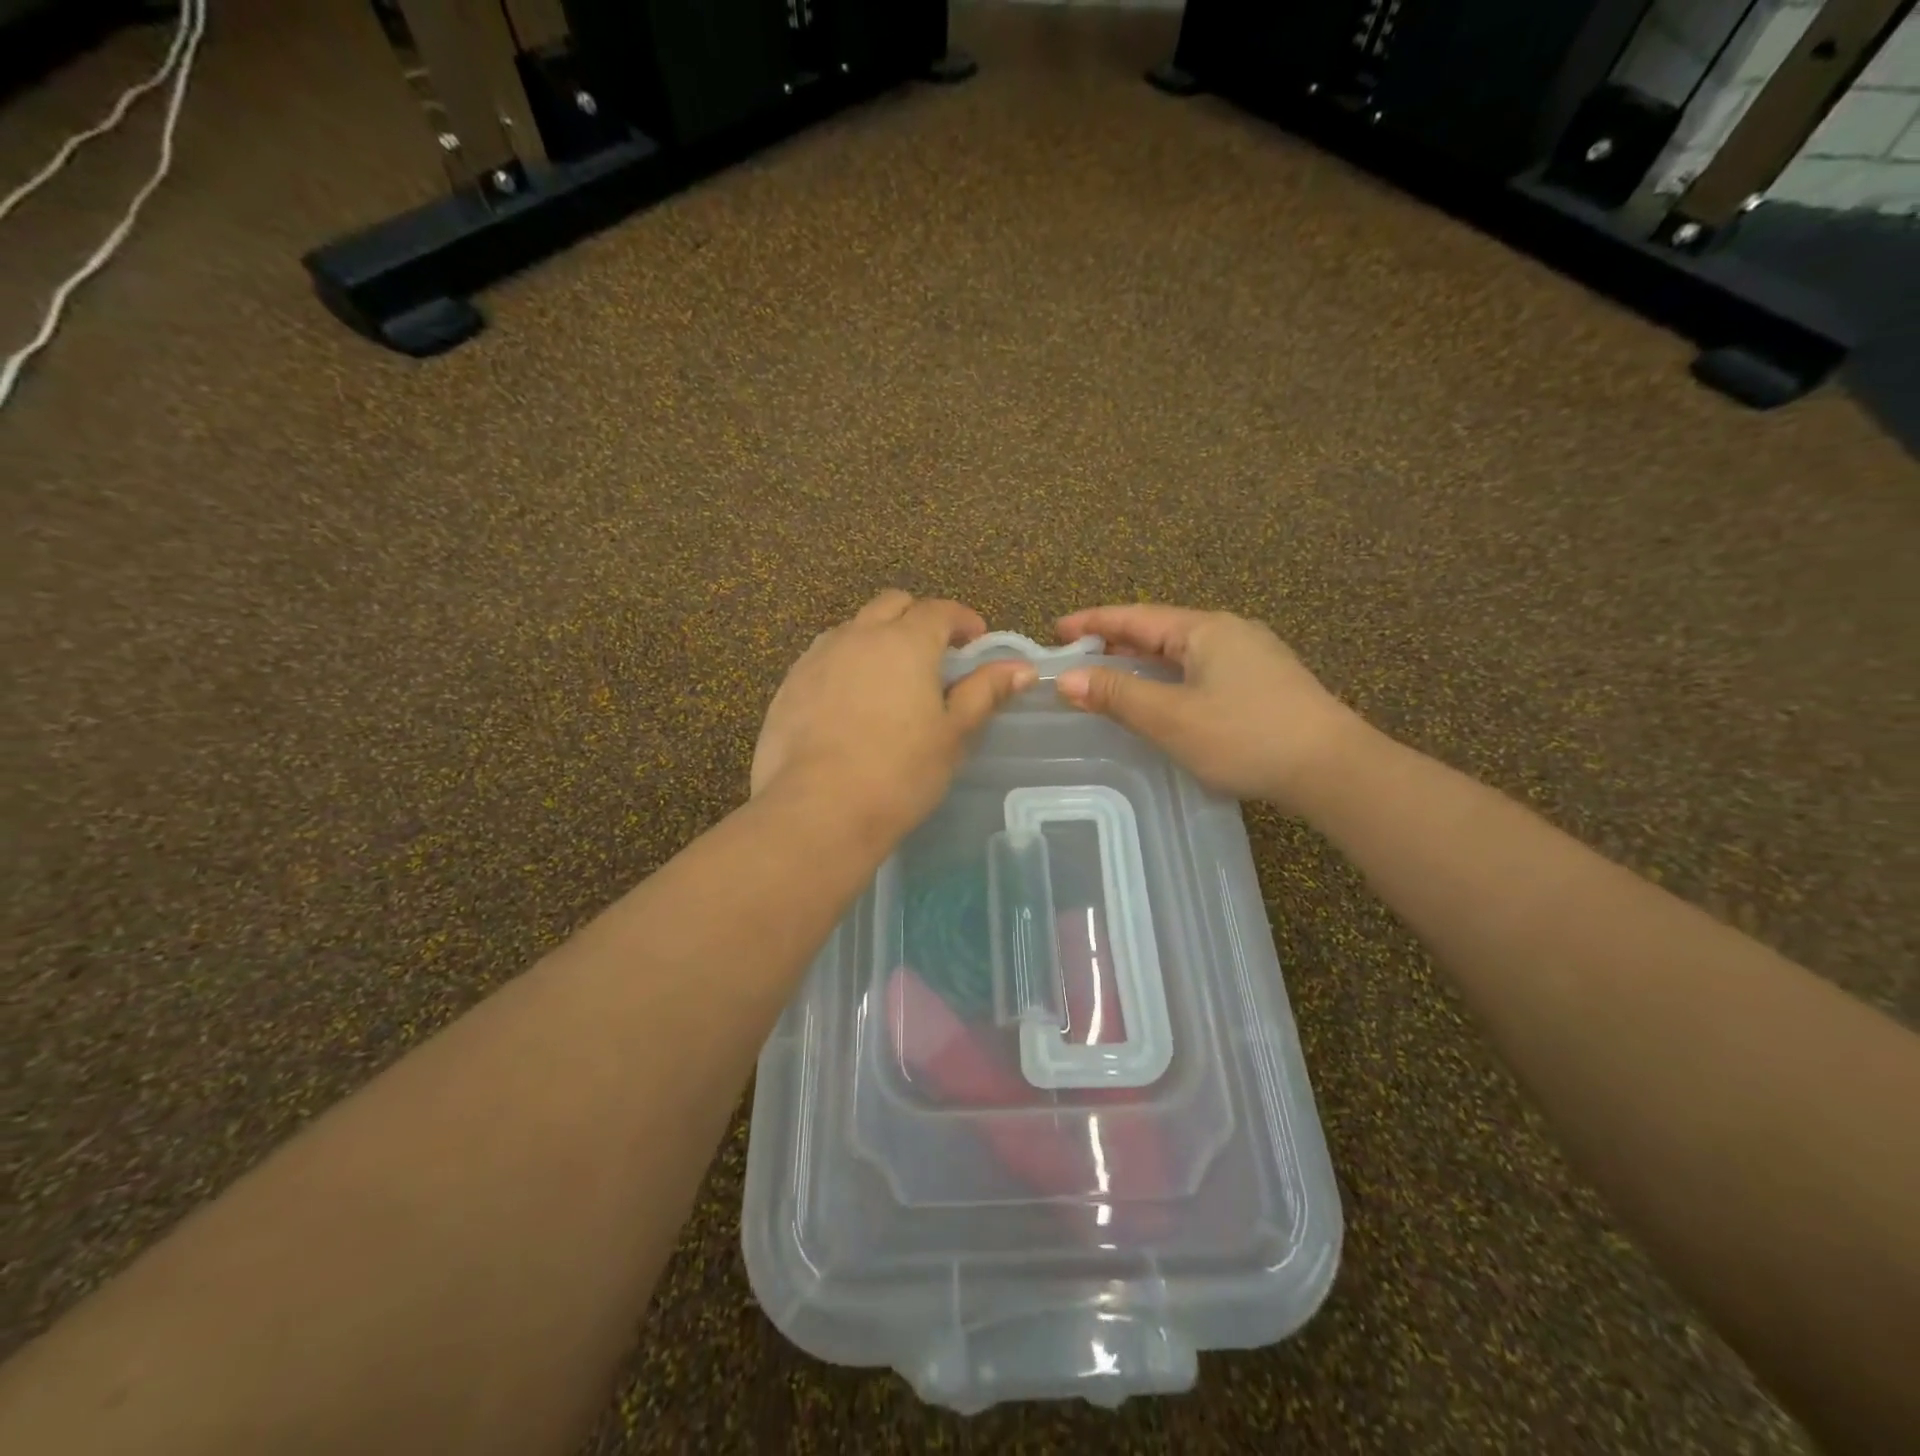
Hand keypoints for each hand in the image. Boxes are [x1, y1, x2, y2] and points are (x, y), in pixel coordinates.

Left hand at [753, 591, 1036, 836]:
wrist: (818, 810)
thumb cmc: (900, 772)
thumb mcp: (953, 734)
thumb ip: (984, 692)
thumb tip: (1021, 668)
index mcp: (905, 642)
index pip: (939, 610)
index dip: (963, 620)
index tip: (976, 641)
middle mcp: (858, 636)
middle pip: (892, 605)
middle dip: (918, 618)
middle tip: (935, 655)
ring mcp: (817, 658)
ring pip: (853, 628)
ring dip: (877, 637)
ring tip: (889, 678)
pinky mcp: (789, 685)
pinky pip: (823, 658)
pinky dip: (845, 664)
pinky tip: (850, 703)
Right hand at [1053, 605, 1358, 809]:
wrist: (1333, 769)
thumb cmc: (1244, 736)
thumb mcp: (1171, 717)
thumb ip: (1117, 695)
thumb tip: (1068, 679)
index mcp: (1205, 629)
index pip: (1135, 617)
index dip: (1093, 622)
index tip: (1056, 630)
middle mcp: (1229, 632)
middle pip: (1159, 630)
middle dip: (1115, 641)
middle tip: (1077, 656)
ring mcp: (1252, 656)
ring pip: (1182, 652)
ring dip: (1142, 662)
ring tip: (1110, 675)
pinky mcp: (1265, 683)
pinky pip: (1201, 670)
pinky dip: (1168, 677)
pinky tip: (1162, 697)